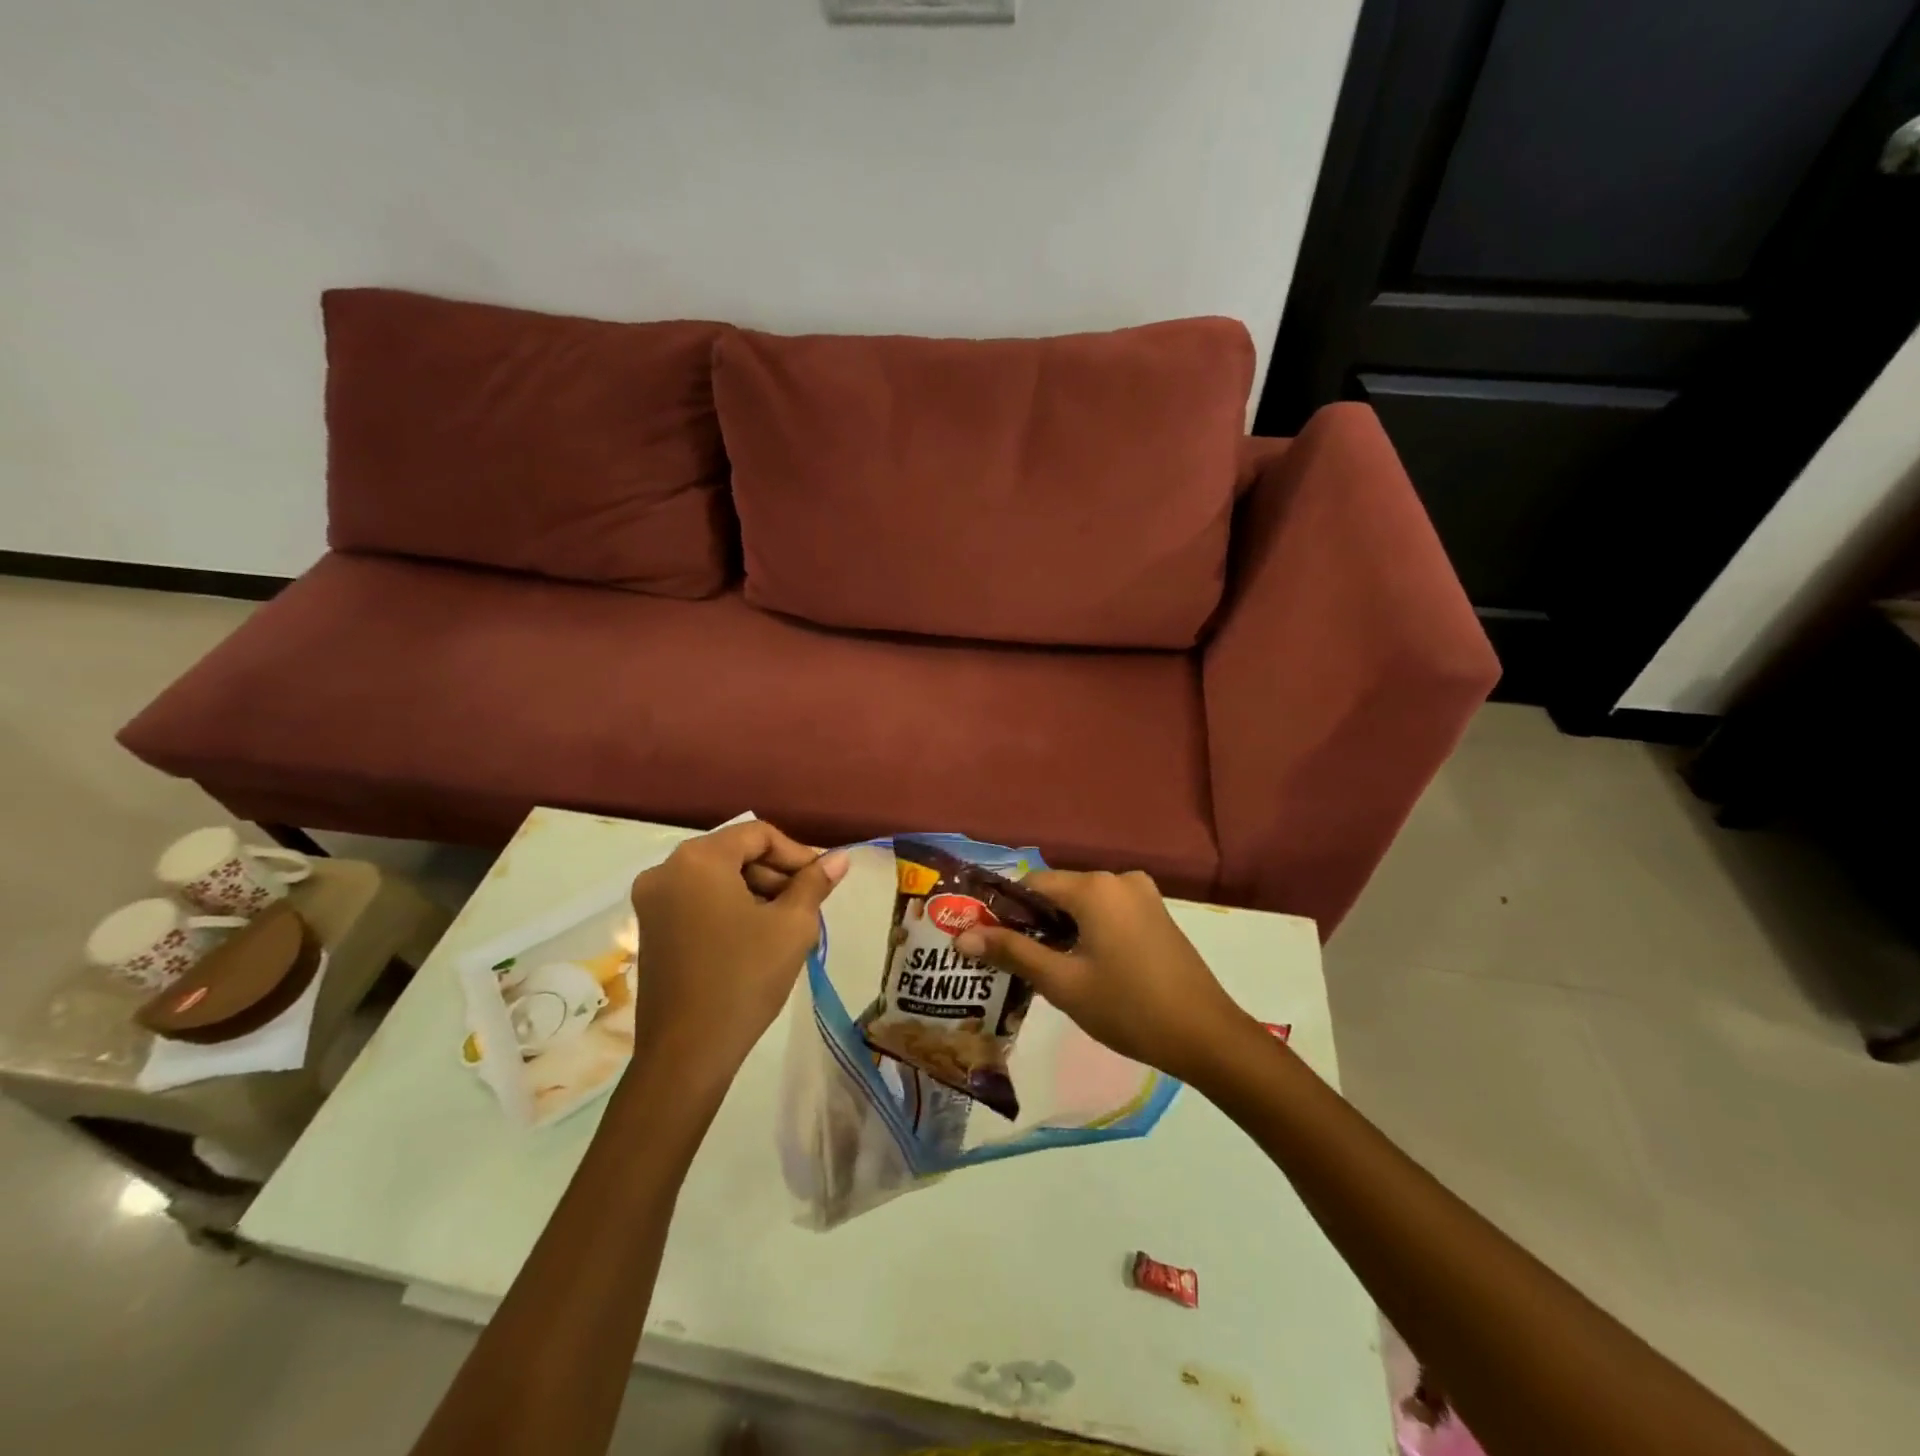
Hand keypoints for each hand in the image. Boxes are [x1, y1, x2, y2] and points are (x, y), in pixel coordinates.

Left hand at [628, 822, 847, 1084]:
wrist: (687, 1053)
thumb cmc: (744, 978)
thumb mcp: (791, 926)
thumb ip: (815, 883)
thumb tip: (839, 858)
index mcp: (699, 859)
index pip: (758, 834)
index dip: (797, 854)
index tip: (821, 883)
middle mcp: (666, 870)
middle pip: (735, 853)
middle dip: (776, 875)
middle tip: (807, 907)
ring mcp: (652, 902)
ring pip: (718, 879)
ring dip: (756, 893)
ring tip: (786, 927)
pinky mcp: (650, 930)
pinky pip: (699, 901)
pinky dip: (730, 909)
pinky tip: (756, 940)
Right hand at [954, 869, 1254, 1085]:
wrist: (1207, 1037)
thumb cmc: (1128, 1008)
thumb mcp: (1063, 983)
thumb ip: (1012, 952)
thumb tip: (961, 935)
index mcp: (1095, 887)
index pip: (1032, 885)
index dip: (1005, 911)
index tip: (988, 943)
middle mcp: (1119, 879)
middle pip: (1058, 893)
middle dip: (1032, 923)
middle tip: (1012, 963)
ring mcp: (1143, 895)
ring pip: (1083, 905)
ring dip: (1060, 930)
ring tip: (1044, 970)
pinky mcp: (1157, 914)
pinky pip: (1107, 913)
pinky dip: (1088, 932)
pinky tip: (1083, 967)